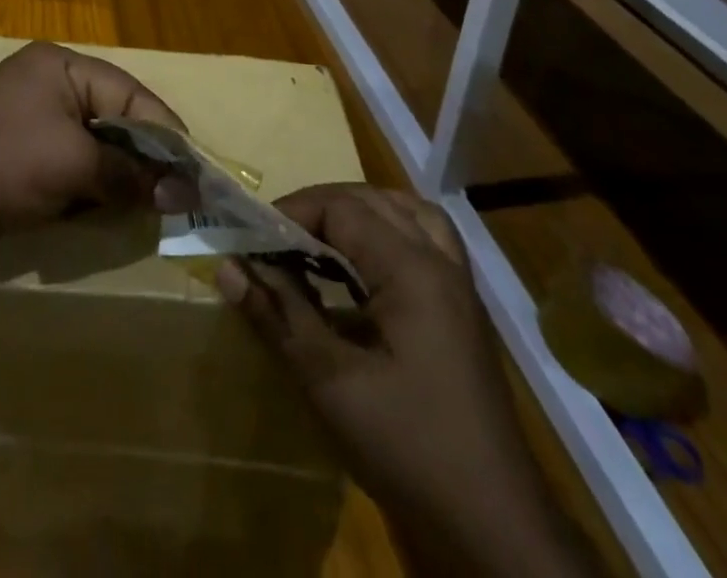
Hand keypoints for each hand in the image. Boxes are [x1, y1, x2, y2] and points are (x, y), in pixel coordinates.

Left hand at [0, 41, 186, 249]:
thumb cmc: (4, 164)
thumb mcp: (75, 167)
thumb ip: (131, 175)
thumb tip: (184, 194)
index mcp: (61, 65)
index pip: (130, 93)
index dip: (165, 132)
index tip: (195, 171)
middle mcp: (46, 79)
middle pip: (113, 113)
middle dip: (142, 154)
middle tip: (174, 190)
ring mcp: (27, 111)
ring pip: (91, 137)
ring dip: (116, 169)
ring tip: (146, 199)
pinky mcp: (14, 143)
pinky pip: (67, 153)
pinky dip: (88, 177)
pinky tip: (103, 201)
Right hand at [219, 185, 592, 577]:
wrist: (497, 525)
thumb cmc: (409, 447)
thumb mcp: (331, 383)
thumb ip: (280, 315)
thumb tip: (229, 268)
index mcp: (411, 269)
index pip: (341, 208)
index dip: (291, 212)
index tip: (251, 236)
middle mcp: (439, 259)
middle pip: (372, 200)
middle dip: (320, 207)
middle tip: (276, 236)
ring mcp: (458, 282)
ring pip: (406, 211)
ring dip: (359, 211)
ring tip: (320, 234)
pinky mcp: (463, 307)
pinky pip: (427, 238)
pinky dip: (390, 230)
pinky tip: (365, 263)